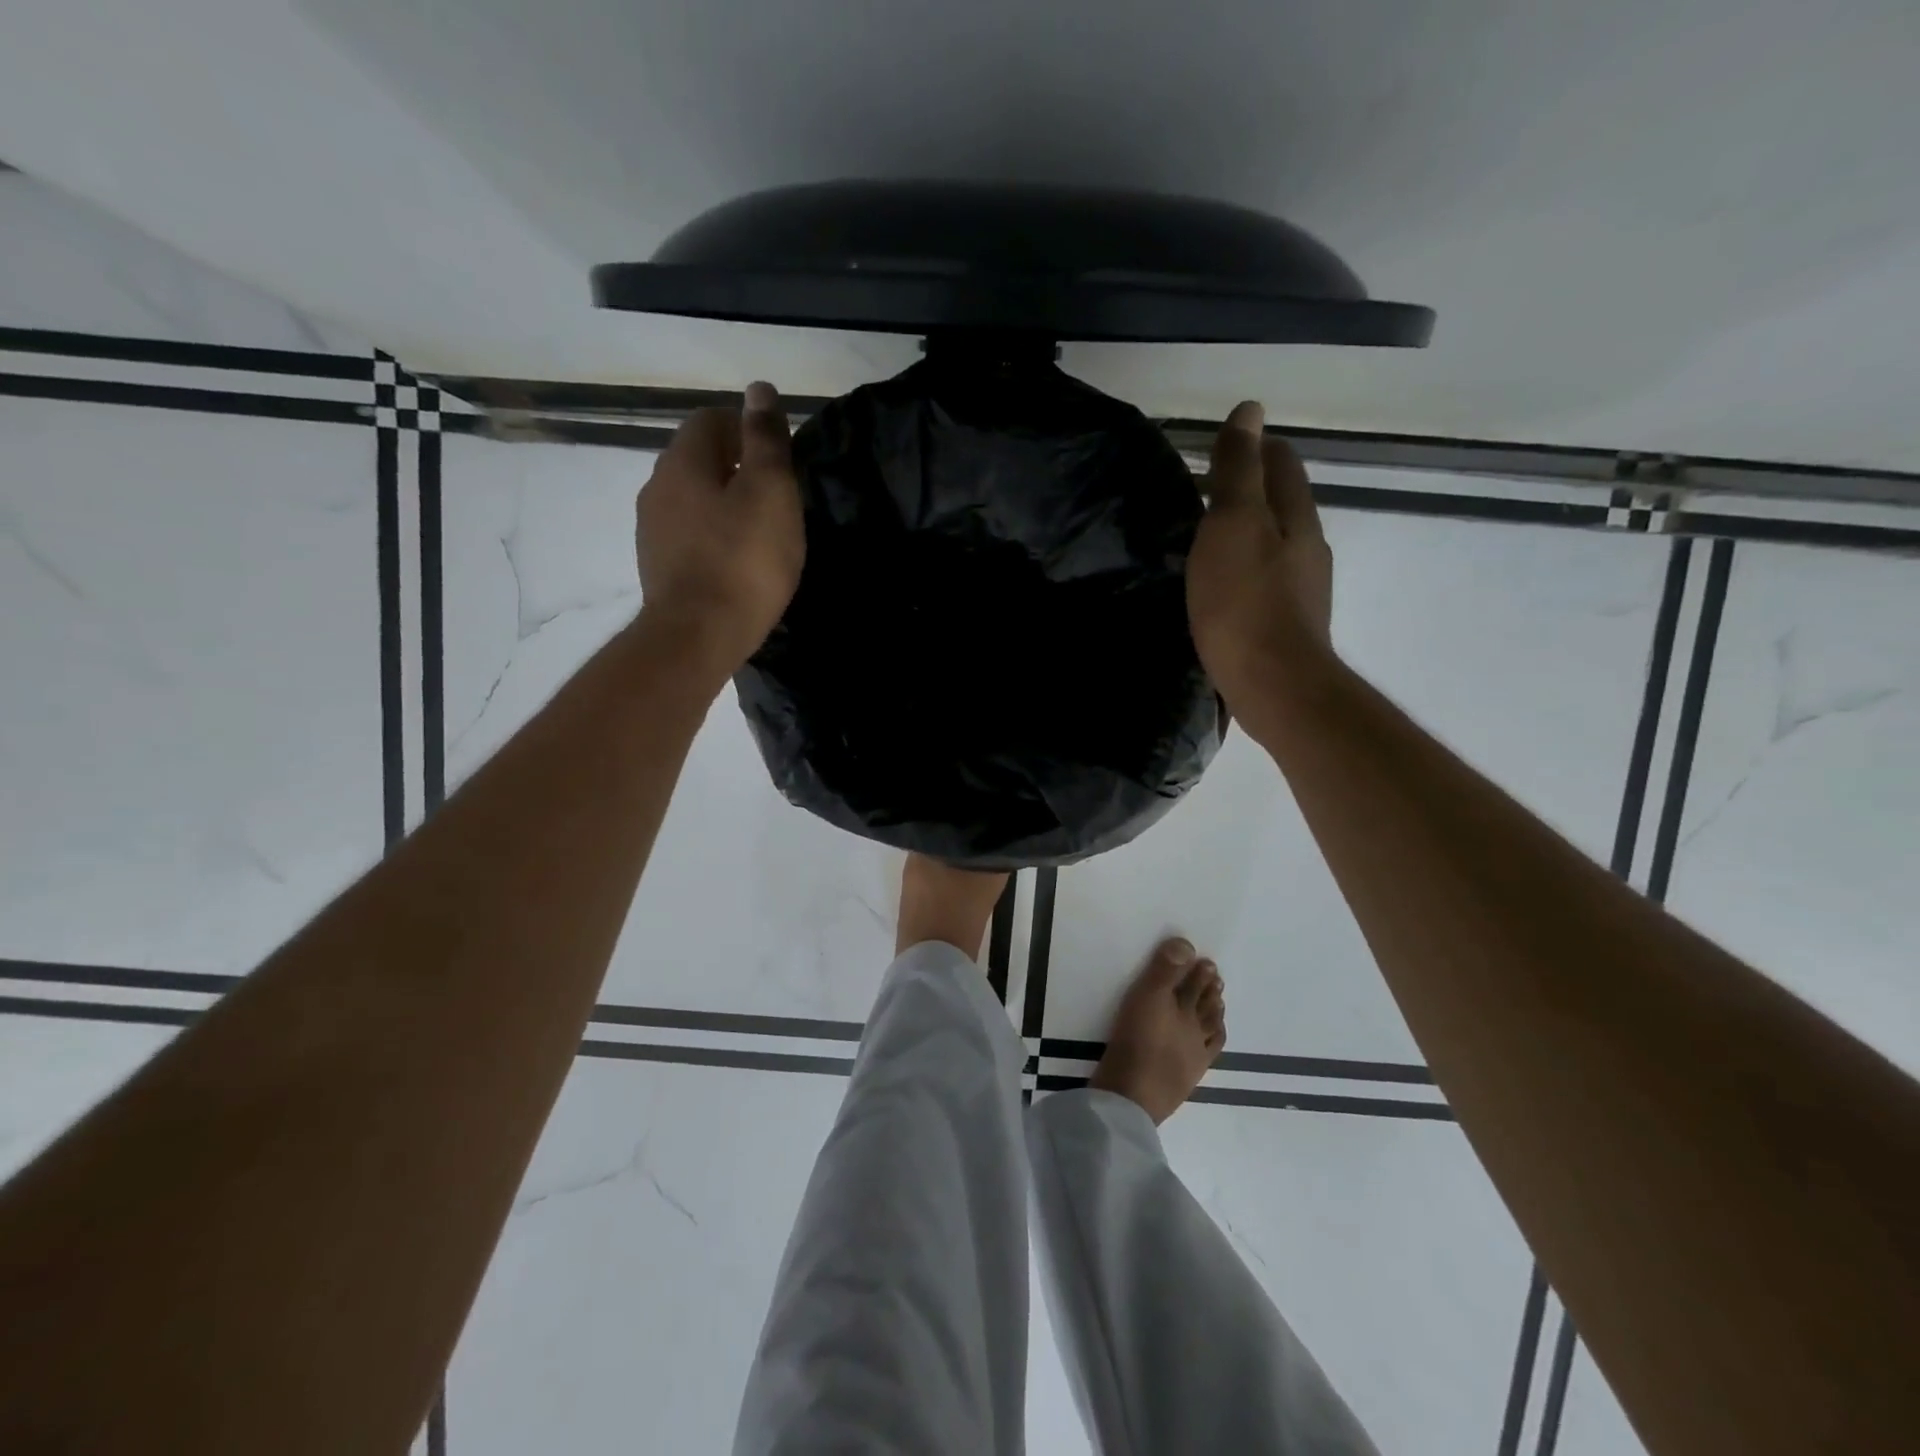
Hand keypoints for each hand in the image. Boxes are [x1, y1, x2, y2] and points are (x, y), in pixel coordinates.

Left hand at [634, 382, 804, 680]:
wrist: (699, 636)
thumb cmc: (744, 560)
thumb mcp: (770, 492)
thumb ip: (765, 439)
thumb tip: (758, 389)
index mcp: (683, 461)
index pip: (711, 418)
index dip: (746, 428)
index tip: (778, 457)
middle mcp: (657, 486)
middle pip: (699, 459)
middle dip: (737, 467)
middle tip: (776, 496)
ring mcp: (652, 529)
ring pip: (693, 499)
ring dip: (724, 504)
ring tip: (760, 532)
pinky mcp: (658, 566)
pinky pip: (689, 534)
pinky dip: (713, 536)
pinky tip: (737, 562)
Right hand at [1186, 400, 1333, 736]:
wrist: (1274, 685)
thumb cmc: (1246, 602)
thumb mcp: (1233, 525)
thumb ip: (1239, 471)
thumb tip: (1250, 410)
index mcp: (1296, 516)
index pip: (1282, 463)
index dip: (1254, 448)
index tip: (1218, 449)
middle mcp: (1308, 547)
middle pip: (1282, 503)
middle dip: (1250, 490)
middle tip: (1203, 493)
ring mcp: (1302, 589)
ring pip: (1275, 544)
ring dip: (1247, 534)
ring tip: (1206, 541)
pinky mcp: (1288, 624)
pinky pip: (1266, 581)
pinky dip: (1245, 571)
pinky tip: (1221, 587)